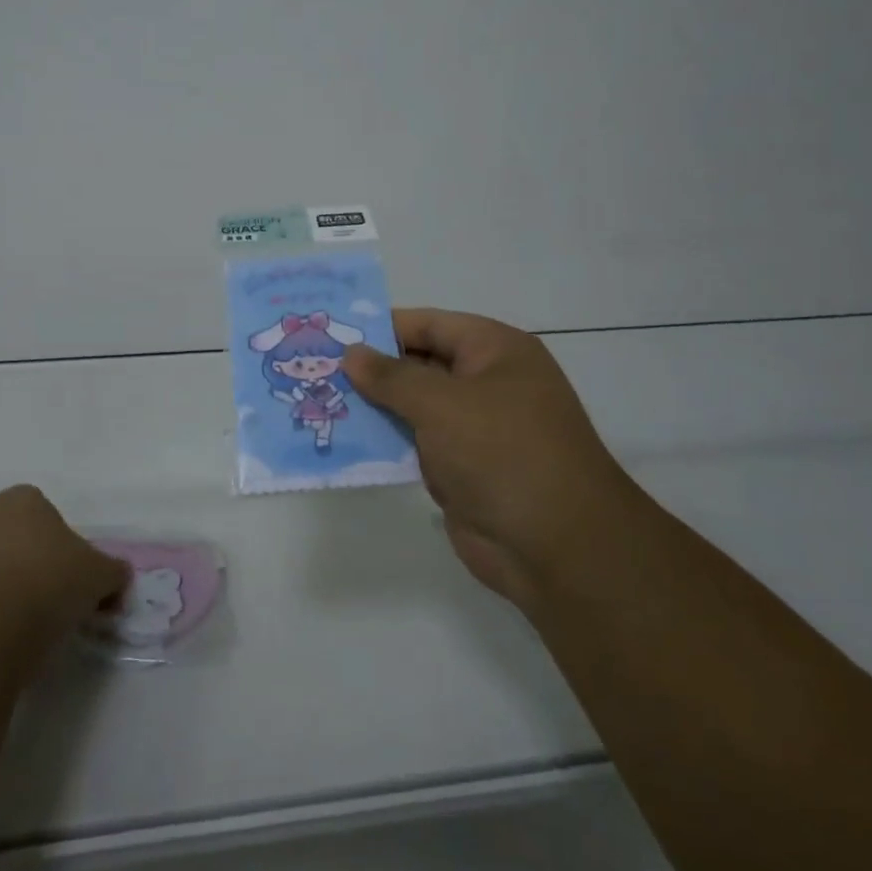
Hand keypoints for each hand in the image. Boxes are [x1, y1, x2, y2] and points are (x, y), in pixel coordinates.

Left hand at [0, 486, 129, 650]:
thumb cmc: (49, 584)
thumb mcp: (99, 576)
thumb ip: (113, 572)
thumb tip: (119, 577)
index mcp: (24, 498)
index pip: (51, 516)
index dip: (66, 549)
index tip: (75, 580)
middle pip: (20, 540)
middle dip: (35, 566)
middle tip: (55, 602)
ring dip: (9, 589)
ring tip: (27, 626)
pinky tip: (0, 637)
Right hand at [345, 309, 631, 609]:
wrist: (557, 546)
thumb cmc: (503, 452)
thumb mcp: (442, 403)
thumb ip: (392, 376)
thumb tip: (352, 353)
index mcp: (494, 350)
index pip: (428, 324)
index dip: (381, 326)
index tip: (332, 332)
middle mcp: (486, 382)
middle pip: (418, 363)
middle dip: (370, 368)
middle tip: (314, 367)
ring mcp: (474, 427)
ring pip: (412, 406)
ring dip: (373, 407)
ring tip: (316, 399)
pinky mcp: (462, 467)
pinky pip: (415, 443)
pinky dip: (385, 441)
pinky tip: (343, 439)